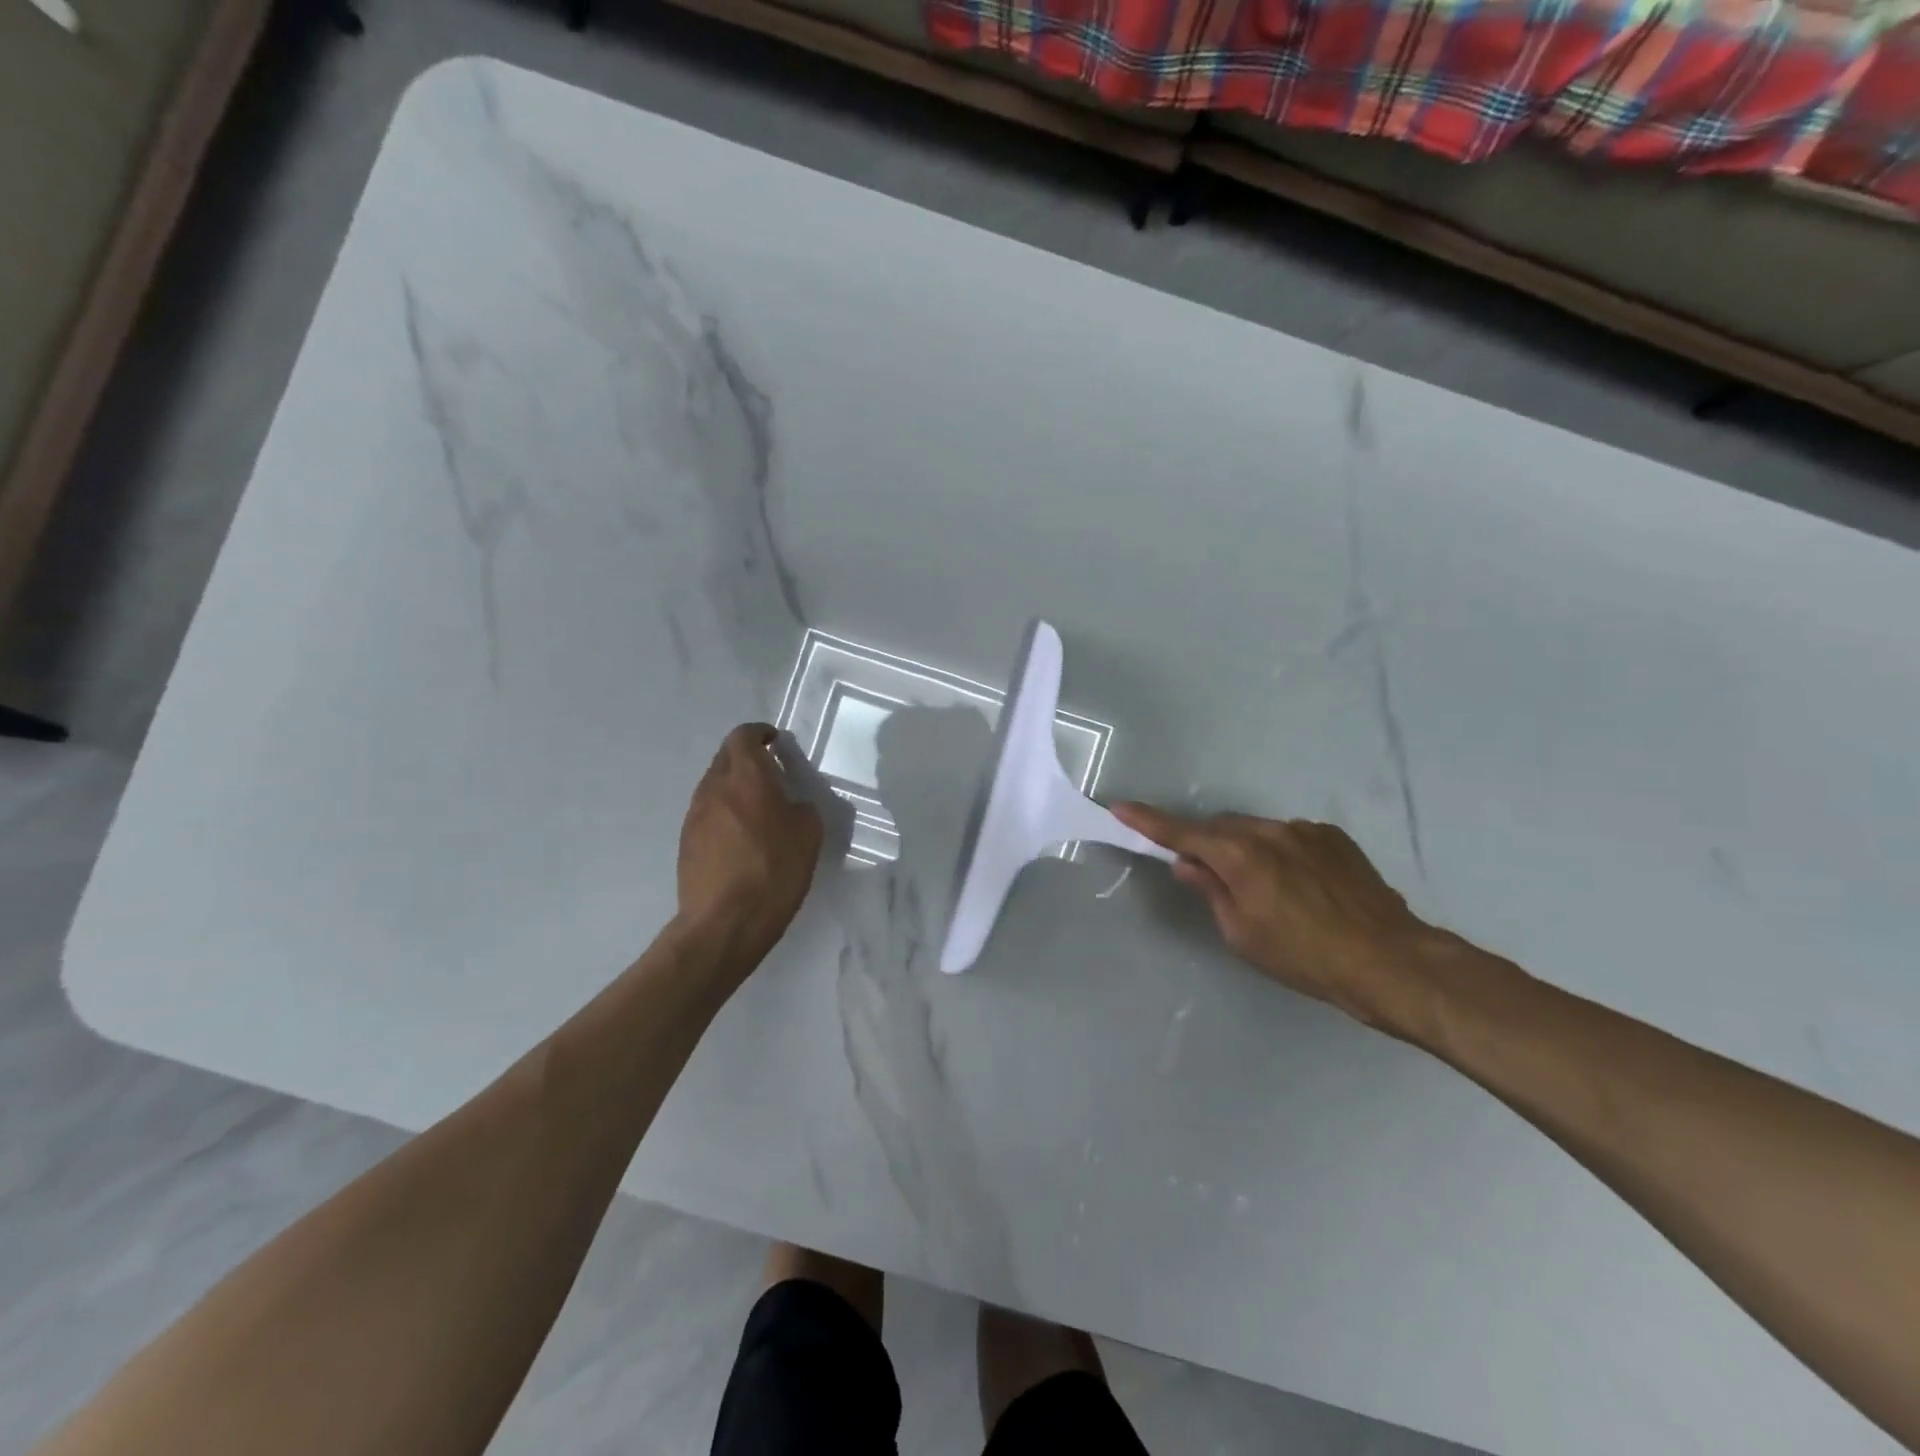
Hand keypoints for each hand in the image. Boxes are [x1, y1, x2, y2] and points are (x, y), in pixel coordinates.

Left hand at [678, 724, 823, 966]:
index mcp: (746, 776)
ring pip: (715, 785)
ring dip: (735, 787)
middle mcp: (714, 787)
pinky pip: (708, 812)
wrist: (725, 921)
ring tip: (758, 809)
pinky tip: (742, 838)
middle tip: (771, 774)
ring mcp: (695, 814)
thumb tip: (790, 805)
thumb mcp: (809, 834)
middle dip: (747, 758)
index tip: (775, 741)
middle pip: (726, 757)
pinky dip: (725, 812)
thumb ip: (801, 807)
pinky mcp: (686, 840)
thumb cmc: (774, 870)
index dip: (759, 733)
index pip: (744, 736)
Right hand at [1112, 804, 1436, 1028]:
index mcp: (1240, 856)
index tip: (1121, 808)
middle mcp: (1269, 831)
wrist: (1389, 960)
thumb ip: (1210, 891)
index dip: (1149, 822)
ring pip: (1256, 831)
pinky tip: (1300, 887)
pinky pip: (1290, 837)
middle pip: (1220, 828)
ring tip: (1265, 890)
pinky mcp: (1334, 837)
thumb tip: (1187, 864)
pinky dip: (1280, 853)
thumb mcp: (1243, 934)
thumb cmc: (1304, 957)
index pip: (1182, 833)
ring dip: (1246, 850)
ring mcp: (1305, 830)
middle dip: (1207, 844)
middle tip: (1208, 877)